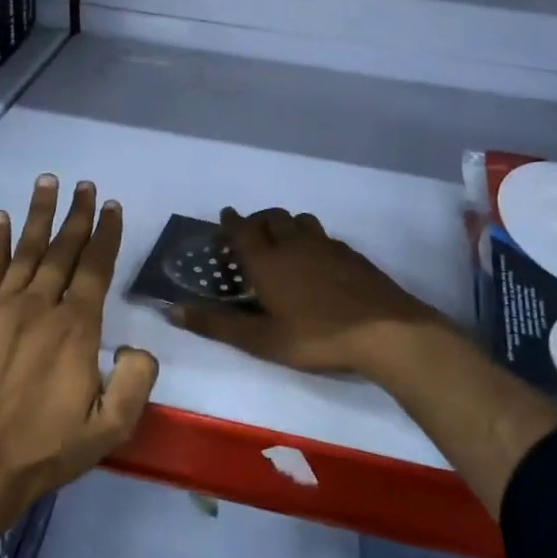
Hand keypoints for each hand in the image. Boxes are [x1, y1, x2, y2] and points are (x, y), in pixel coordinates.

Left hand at [0, 175, 158, 510]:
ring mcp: (4, 310)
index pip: (96, 269)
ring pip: (27, 251)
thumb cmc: (48, 449)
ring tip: (48, 182)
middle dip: (78, 216)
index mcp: (77, 330)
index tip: (112, 207)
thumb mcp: (112, 428)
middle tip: (86, 185)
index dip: (106, 235)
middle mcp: (42, 308)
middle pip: (63, 251)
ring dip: (39, 215)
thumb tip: (137, 347)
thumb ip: (137, 382)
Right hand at [171, 207, 451, 377]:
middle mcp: (294, 244)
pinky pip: (323, 235)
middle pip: (271, 217)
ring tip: (281, 240)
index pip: (243, 231)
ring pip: (300, 221)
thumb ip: (217, 325)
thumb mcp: (261, 341)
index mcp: (268, 262)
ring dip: (285, 224)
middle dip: (256, 220)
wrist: (385, 331)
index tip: (225, 216)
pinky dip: (310, 237)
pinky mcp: (351, 254)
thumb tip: (171, 311)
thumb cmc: (317, 338)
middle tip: (249, 232)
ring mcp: (327, 246)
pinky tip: (316, 258)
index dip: (231, 222)